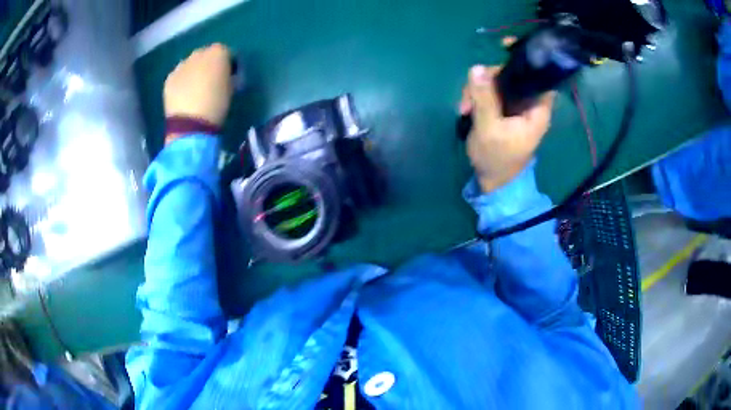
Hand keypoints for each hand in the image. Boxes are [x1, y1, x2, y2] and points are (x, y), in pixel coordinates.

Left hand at [164, 43, 232, 128]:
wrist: (191, 123)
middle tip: (211, 82)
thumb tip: (225, 76)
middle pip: (205, 55)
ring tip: (195, 90)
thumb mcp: (232, 88)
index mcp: (218, 52)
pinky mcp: (169, 79)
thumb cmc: (217, 104)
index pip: (226, 53)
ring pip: (190, 65)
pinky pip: (178, 76)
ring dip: (193, 72)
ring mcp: (181, 65)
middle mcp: (198, 53)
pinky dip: (182, 82)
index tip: (229, 76)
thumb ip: (228, 76)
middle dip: (208, 65)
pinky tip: (184, 96)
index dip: (228, 64)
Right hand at [459, 65, 554, 192]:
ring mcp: (514, 105)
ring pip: (497, 82)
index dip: (528, 58)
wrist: (491, 182)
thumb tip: (476, 67)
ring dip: (477, 90)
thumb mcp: (488, 129)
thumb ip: (484, 98)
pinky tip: (465, 109)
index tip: (506, 46)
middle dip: (488, 79)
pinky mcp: (502, 109)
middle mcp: (528, 103)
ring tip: (464, 109)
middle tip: (469, 95)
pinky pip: (489, 92)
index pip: (540, 76)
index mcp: (536, 109)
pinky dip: (476, 96)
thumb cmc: (497, 159)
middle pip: (512, 75)